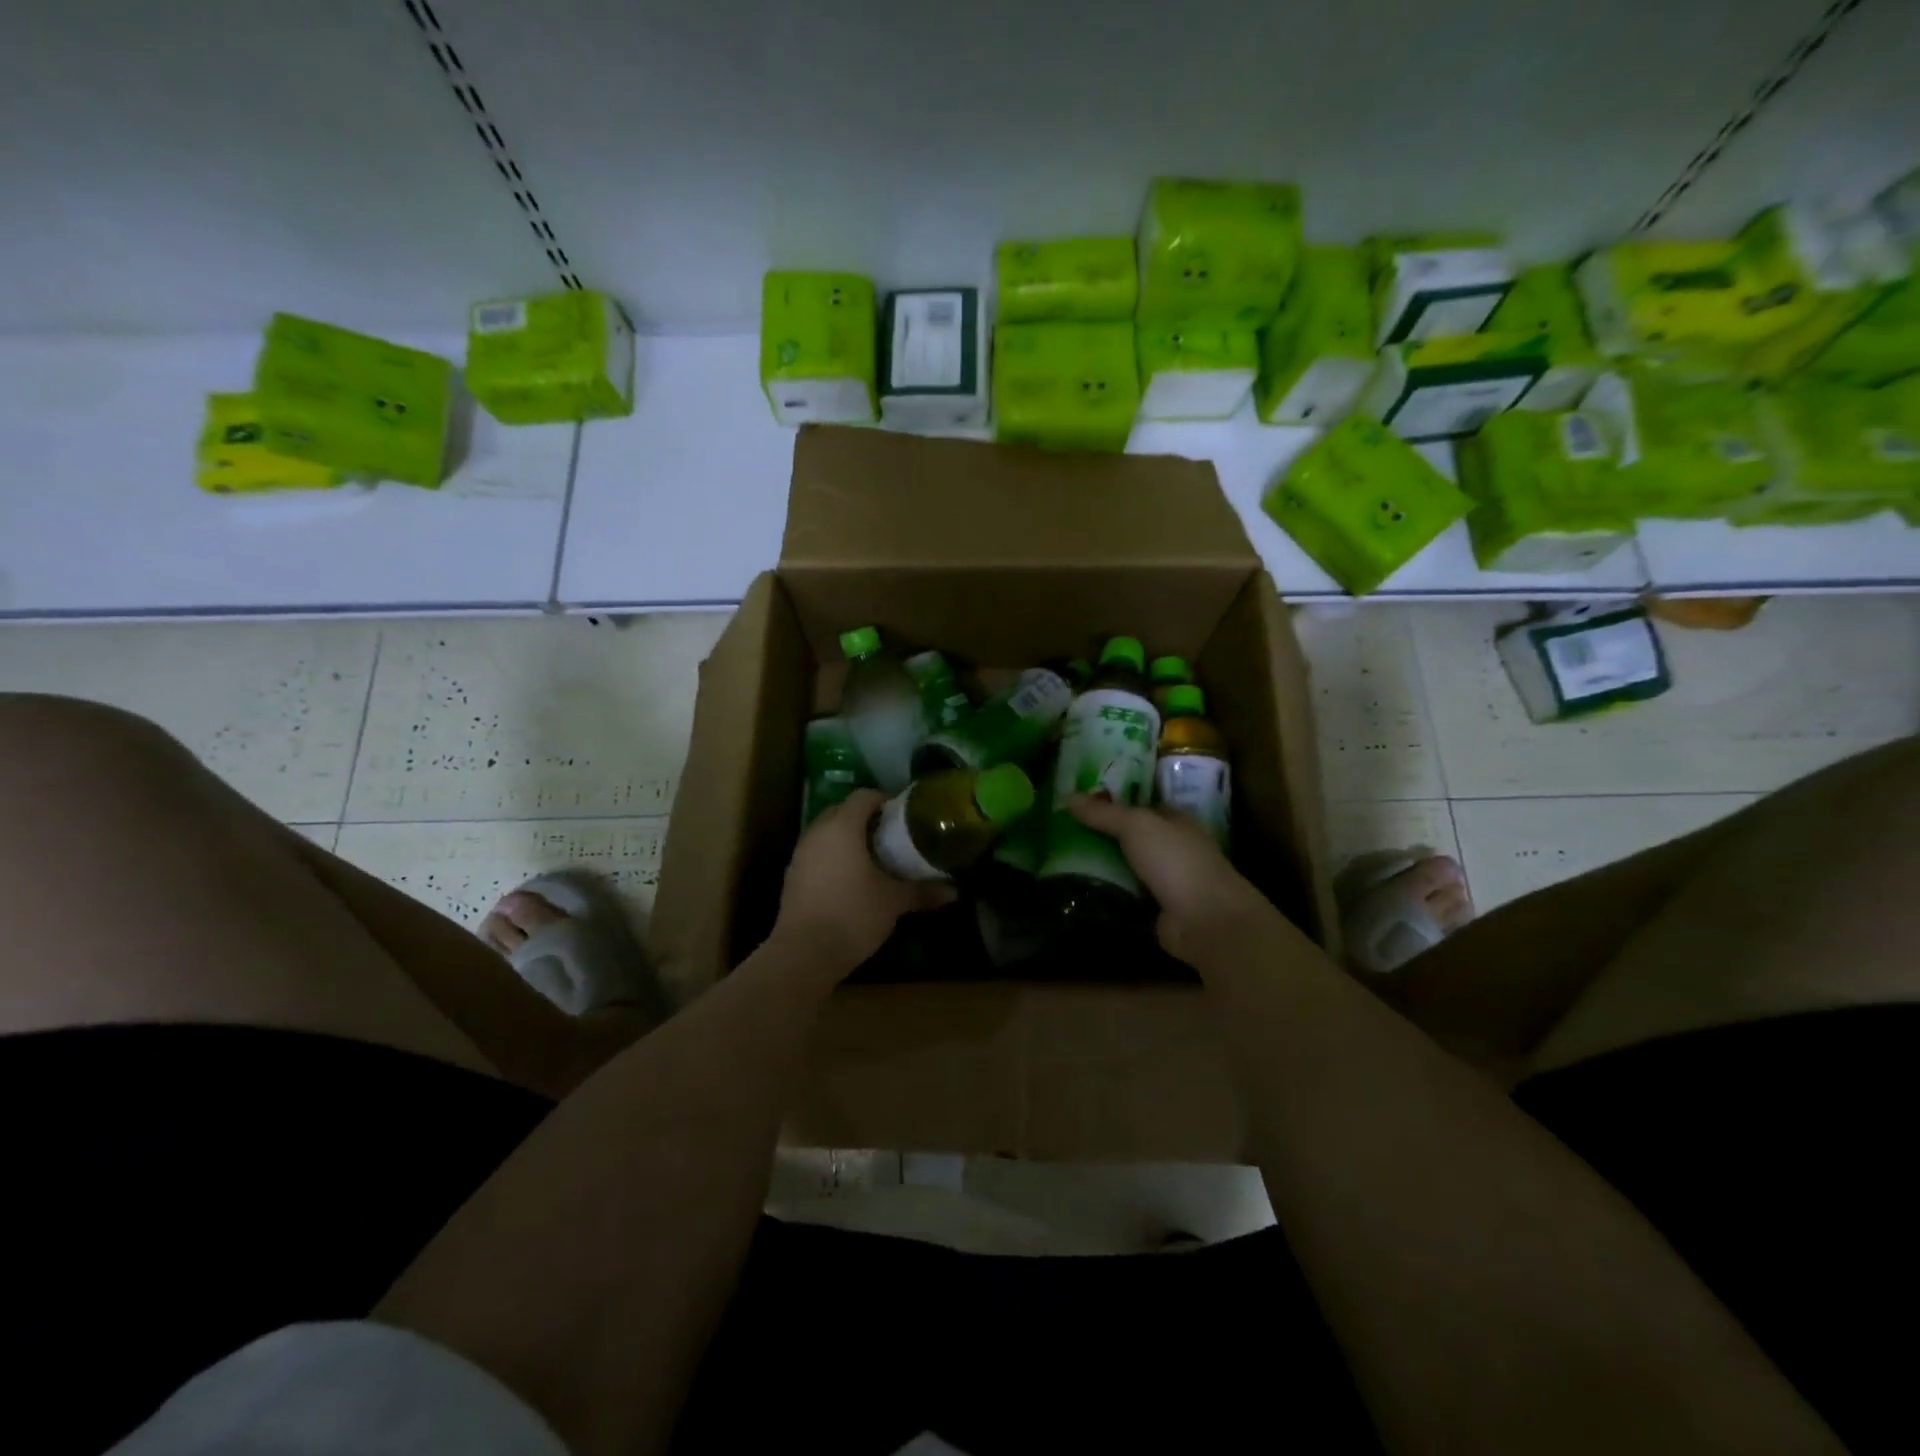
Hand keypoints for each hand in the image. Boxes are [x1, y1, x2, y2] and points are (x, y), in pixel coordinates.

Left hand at [770, 789, 955, 978]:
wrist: (803, 954)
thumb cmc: (853, 915)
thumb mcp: (893, 902)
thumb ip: (923, 891)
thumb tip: (955, 891)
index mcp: (842, 827)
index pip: (864, 796)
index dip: (885, 800)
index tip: (905, 815)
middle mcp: (817, 832)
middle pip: (842, 810)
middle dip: (866, 817)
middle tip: (892, 834)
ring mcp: (800, 854)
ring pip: (827, 832)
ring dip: (848, 837)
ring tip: (874, 856)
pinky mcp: (792, 876)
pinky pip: (817, 852)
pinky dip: (834, 855)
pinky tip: (852, 878)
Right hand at [1067, 794, 1272, 964]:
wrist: (1205, 920)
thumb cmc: (1175, 860)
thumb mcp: (1136, 826)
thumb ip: (1103, 813)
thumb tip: (1068, 796)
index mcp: (1176, 821)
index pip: (1141, 806)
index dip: (1113, 803)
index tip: (1079, 805)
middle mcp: (1175, 849)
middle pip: (1133, 838)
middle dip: (1103, 836)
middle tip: (1063, 833)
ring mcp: (1169, 882)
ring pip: (1128, 868)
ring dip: (1103, 867)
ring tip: (1063, 861)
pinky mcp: (1158, 911)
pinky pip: (1127, 897)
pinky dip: (1109, 895)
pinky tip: (1080, 891)